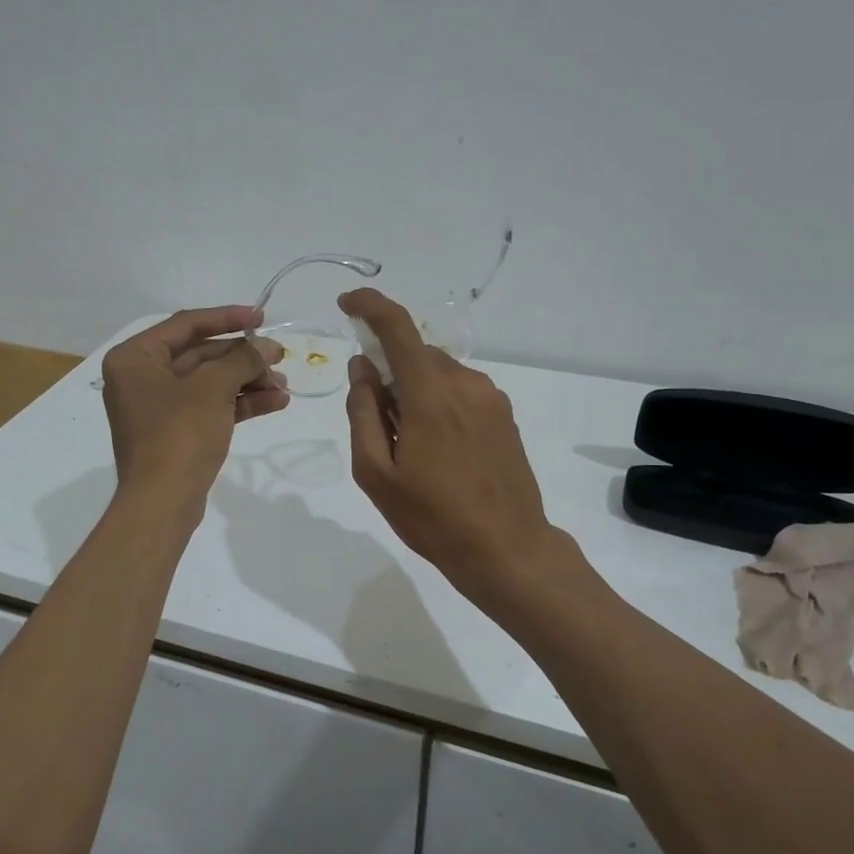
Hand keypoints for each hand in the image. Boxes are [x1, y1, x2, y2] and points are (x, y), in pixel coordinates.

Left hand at [101, 307, 288, 510]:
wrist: (162, 503)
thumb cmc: (179, 434)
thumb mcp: (212, 388)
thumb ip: (242, 359)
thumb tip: (267, 346)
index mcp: (135, 358)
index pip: (186, 325)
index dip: (227, 318)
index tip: (261, 318)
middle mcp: (142, 378)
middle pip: (201, 355)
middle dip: (243, 358)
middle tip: (280, 357)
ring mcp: (159, 408)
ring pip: (210, 383)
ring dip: (247, 381)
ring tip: (284, 386)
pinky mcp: (176, 433)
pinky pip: (211, 407)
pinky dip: (240, 403)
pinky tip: (276, 402)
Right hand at [341, 288, 560, 597]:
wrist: (506, 549)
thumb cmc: (432, 517)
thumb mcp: (375, 472)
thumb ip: (363, 412)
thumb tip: (361, 367)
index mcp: (430, 394)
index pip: (397, 328)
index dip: (370, 306)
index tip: (347, 304)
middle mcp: (465, 383)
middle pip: (417, 355)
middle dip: (390, 372)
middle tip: (379, 423)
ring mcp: (491, 398)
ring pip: (440, 374)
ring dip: (416, 391)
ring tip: (411, 446)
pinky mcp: (505, 415)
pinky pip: (461, 392)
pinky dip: (439, 403)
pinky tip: (439, 449)